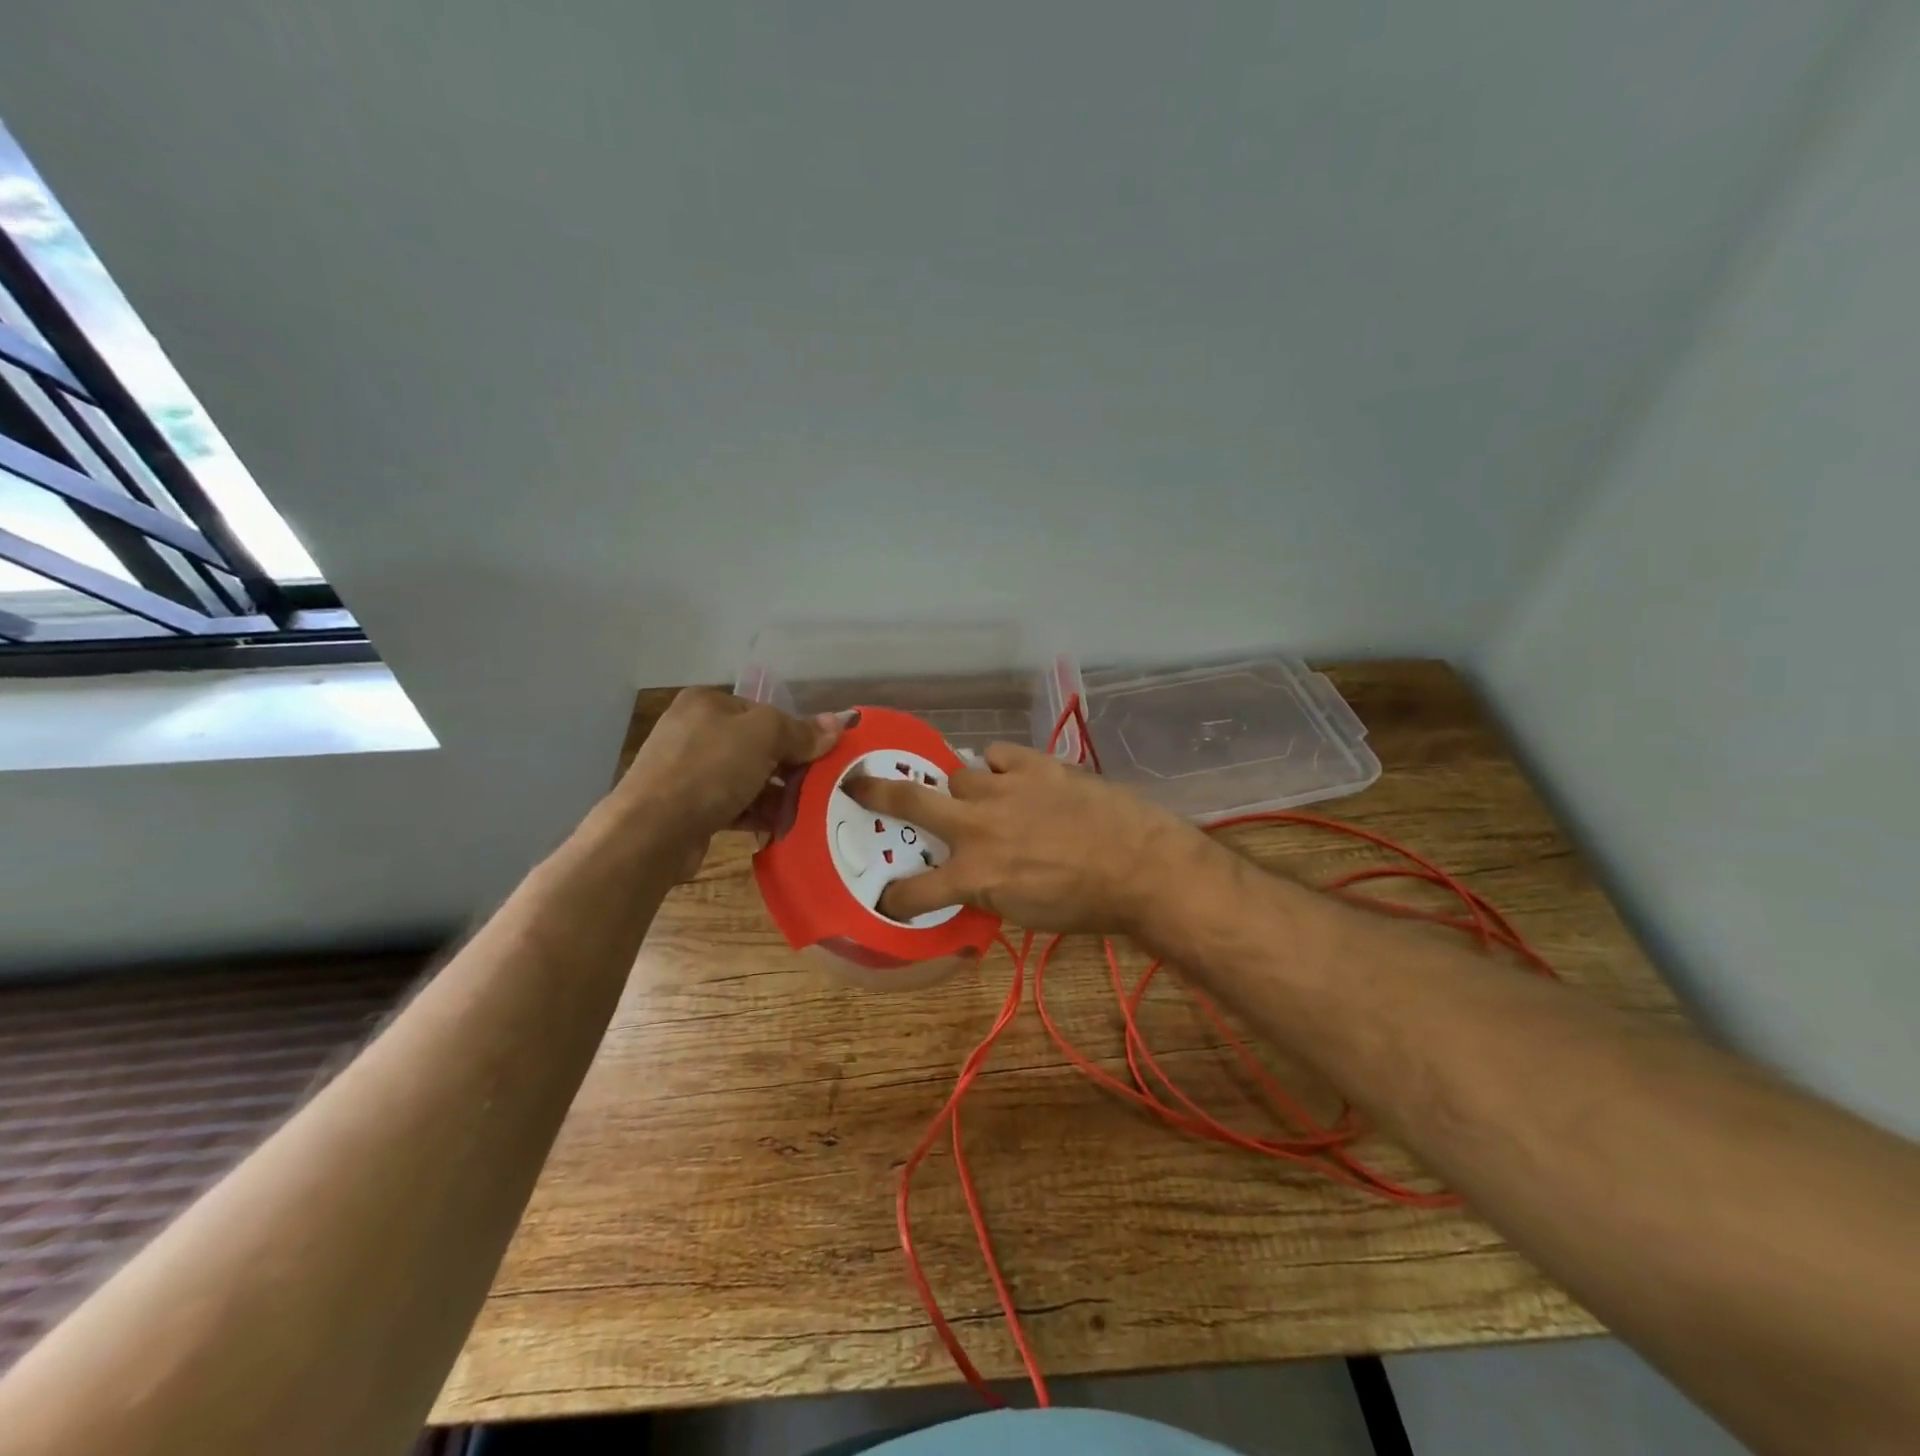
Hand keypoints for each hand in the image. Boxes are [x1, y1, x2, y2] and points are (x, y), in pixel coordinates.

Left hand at [619, 689, 850, 875]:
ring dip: (778, 795)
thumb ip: (802, 730)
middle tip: (821, 787)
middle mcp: (695, 731)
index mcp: (708, 703)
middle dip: (790, 768)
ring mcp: (689, 771)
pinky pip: (734, 805)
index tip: (823, 758)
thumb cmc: (709, 770)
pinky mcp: (688, 807)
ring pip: (748, 778)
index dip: (797, 734)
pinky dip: (758, 813)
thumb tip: (840, 722)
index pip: (765, 712)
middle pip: (758, 746)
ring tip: (808, 811)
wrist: (652, 831)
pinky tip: (783, 826)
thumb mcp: (764, 737)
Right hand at [844, 742, 1204, 933]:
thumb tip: (973, 875)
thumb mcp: (1025, 912)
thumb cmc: (1085, 904)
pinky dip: (997, 767)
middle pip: (911, 802)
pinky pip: (996, 755)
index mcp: (974, 875)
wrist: (1140, 866)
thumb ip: (988, 889)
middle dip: (877, 793)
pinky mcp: (1034, 764)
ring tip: (978, 797)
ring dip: (962, 789)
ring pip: (958, 774)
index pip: (916, 892)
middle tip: (857, 782)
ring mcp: (1004, 789)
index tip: (889, 898)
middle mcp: (978, 827)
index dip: (896, 897)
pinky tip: (1009, 776)